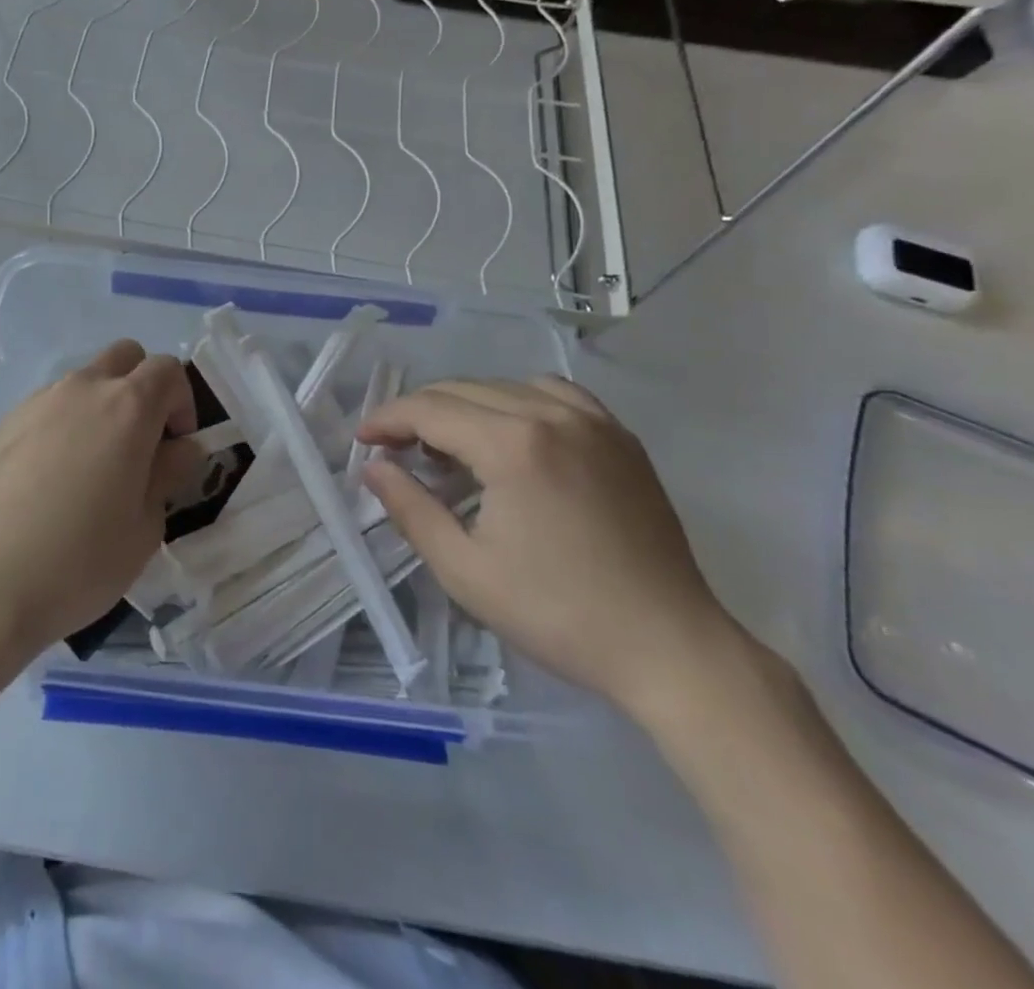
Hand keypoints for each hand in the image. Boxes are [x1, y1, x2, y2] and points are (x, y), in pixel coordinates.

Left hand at [0, 340, 198, 656]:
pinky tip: (48, 482)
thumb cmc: (80, 559)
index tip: (175, 446)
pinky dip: (62, 427)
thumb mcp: (145, 527)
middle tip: (140, 443)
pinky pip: (47, 409)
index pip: (168, 370)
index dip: (182, 403)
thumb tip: (178, 448)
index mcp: (127, 407)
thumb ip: (168, 474)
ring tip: (90, 470)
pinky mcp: (2, 425)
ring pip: (83, 382)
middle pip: (125, 357)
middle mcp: (82, 389)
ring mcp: (37, 402)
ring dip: (99, 408)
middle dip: (142, 388)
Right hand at [357, 377, 742, 720]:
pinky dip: (518, 400)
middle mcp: (551, 414)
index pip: (430, 409)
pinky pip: (554, 393)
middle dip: (418, 412)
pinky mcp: (620, 436)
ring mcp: (593, 421)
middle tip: (395, 448)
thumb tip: (374, 468)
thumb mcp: (465, 570)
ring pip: (505, 385)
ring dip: (465, 405)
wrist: (669, 647)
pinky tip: (512, 431)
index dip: (388, 419)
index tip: (363, 439)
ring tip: (449, 443)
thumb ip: (410, 508)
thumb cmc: (558, 613)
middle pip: (463, 390)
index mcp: (512, 444)